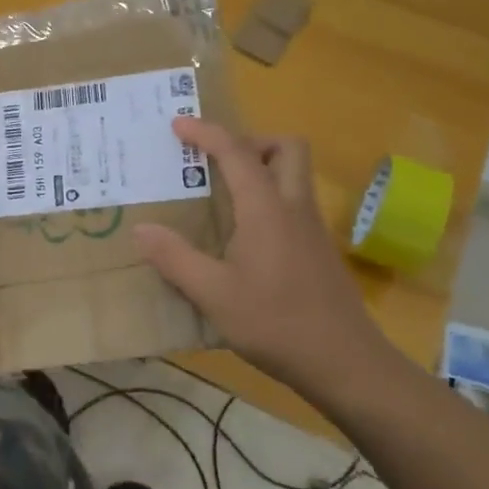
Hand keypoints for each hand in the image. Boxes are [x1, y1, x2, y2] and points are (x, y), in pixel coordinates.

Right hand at [133, 119, 396, 408]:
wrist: (346, 363)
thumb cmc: (276, 323)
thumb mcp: (214, 295)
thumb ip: (175, 259)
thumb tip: (141, 230)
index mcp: (266, 209)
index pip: (236, 152)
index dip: (207, 132)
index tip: (178, 124)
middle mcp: (294, 208)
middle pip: (287, 148)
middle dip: (251, 141)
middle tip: (217, 160)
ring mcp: (312, 229)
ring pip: (295, 175)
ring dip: (262, 167)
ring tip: (224, 192)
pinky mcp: (319, 251)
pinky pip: (294, 203)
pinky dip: (269, 198)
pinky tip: (245, 235)